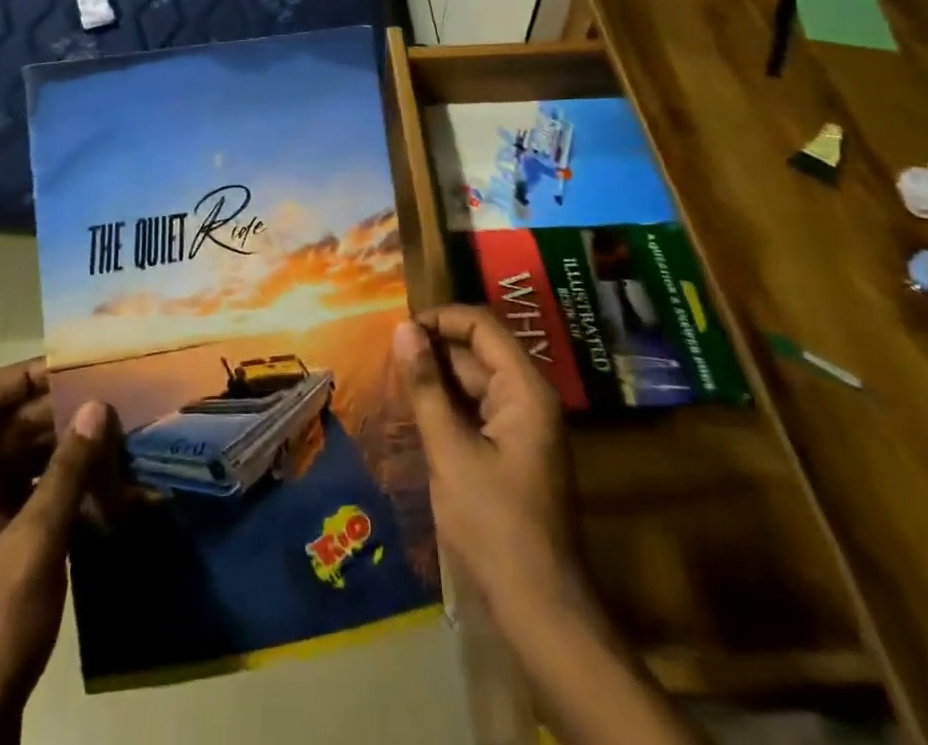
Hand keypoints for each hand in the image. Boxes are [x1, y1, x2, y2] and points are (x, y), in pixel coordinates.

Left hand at [0, 359, 111, 744]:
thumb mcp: (34, 546)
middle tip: (118, 405)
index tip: (80, 369)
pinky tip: (109, 490)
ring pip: (27, 462)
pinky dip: (67, 488)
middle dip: (62, 415)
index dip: (27, 375)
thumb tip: (96, 405)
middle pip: (11, 428)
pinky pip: (33, 497)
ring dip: (71, 452)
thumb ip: (68, 471)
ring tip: (122, 443)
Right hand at [396, 308, 701, 744]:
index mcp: (525, 389)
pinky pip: (478, 409)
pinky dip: (448, 405)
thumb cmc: (493, 525)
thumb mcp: (449, 450)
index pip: (482, 326)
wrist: (539, 608)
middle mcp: (529, 396)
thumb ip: (425, 386)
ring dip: (438, 378)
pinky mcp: (514, 449)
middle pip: (479, 351)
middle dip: (434, 349)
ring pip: (475, 380)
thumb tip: (402, 329)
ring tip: (394, 382)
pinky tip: (417, 413)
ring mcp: (523, 424)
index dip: (440, 319)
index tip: (399, 330)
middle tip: (387, 359)